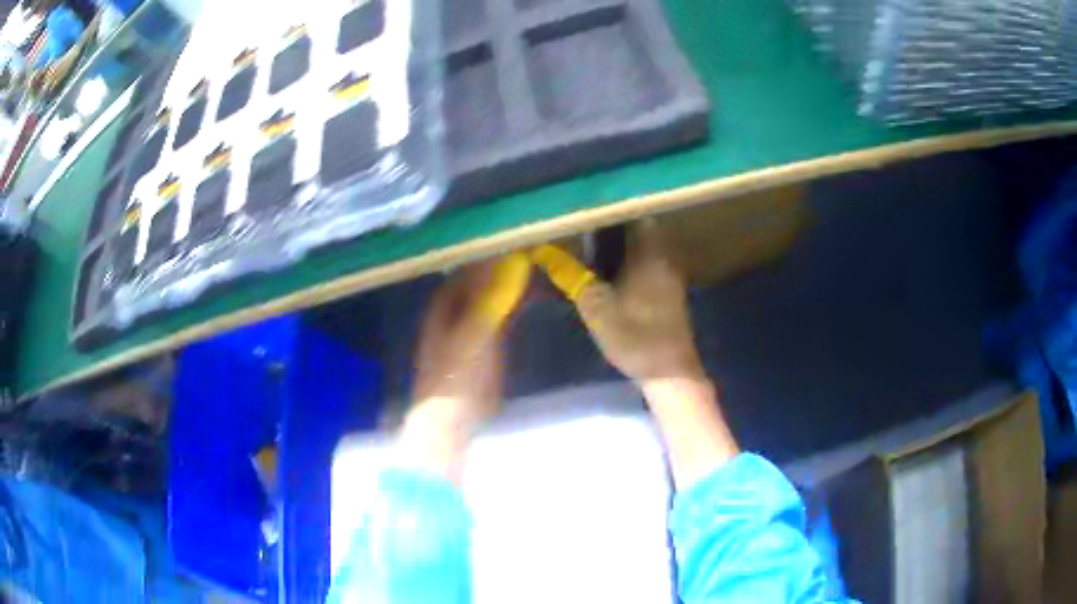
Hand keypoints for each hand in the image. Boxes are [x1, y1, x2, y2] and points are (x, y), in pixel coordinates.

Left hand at [399, 256, 529, 480]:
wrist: (453, 420)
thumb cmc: (456, 376)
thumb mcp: (474, 334)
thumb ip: (493, 298)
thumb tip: (513, 260)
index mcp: (446, 300)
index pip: (473, 264)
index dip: (497, 249)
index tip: (526, 237)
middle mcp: (458, 305)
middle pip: (486, 276)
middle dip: (511, 263)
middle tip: (543, 247)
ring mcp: (473, 323)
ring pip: (497, 292)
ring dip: (518, 280)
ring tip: (546, 263)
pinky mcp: (489, 341)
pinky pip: (505, 312)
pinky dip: (520, 301)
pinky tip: (540, 294)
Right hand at [532, 223, 737, 487]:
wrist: (668, 372)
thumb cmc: (634, 336)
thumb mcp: (596, 307)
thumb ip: (572, 277)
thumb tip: (545, 253)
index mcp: (649, 254)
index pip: (634, 214)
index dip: (611, 210)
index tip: (588, 210)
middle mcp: (664, 257)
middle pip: (640, 229)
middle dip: (614, 227)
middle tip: (585, 228)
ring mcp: (670, 275)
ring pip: (646, 247)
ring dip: (624, 245)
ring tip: (594, 247)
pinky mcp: (670, 291)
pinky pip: (649, 263)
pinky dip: (632, 261)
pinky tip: (613, 272)